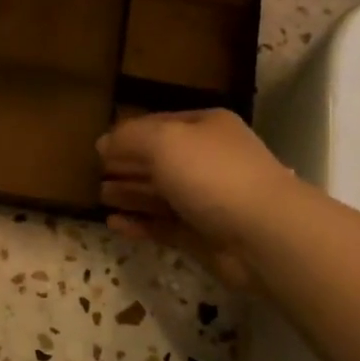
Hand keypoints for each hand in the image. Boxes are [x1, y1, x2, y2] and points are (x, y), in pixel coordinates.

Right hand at [96, 109, 296, 288]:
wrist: (264, 234)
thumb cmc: (212, 175)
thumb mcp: (164, 141)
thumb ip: (129, 138)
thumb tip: (103, 143)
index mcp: (206, 128)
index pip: (159, 124)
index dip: (127, 134)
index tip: (98, 147)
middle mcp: (208, 160)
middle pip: (159, 160)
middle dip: (127, 165)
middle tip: (94, 173)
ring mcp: (207, 200)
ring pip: (160, 194)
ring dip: (130, 194)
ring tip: (100, 196)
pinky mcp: (204, 236)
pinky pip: (164, 226)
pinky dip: (140, 224)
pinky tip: (114, 224)